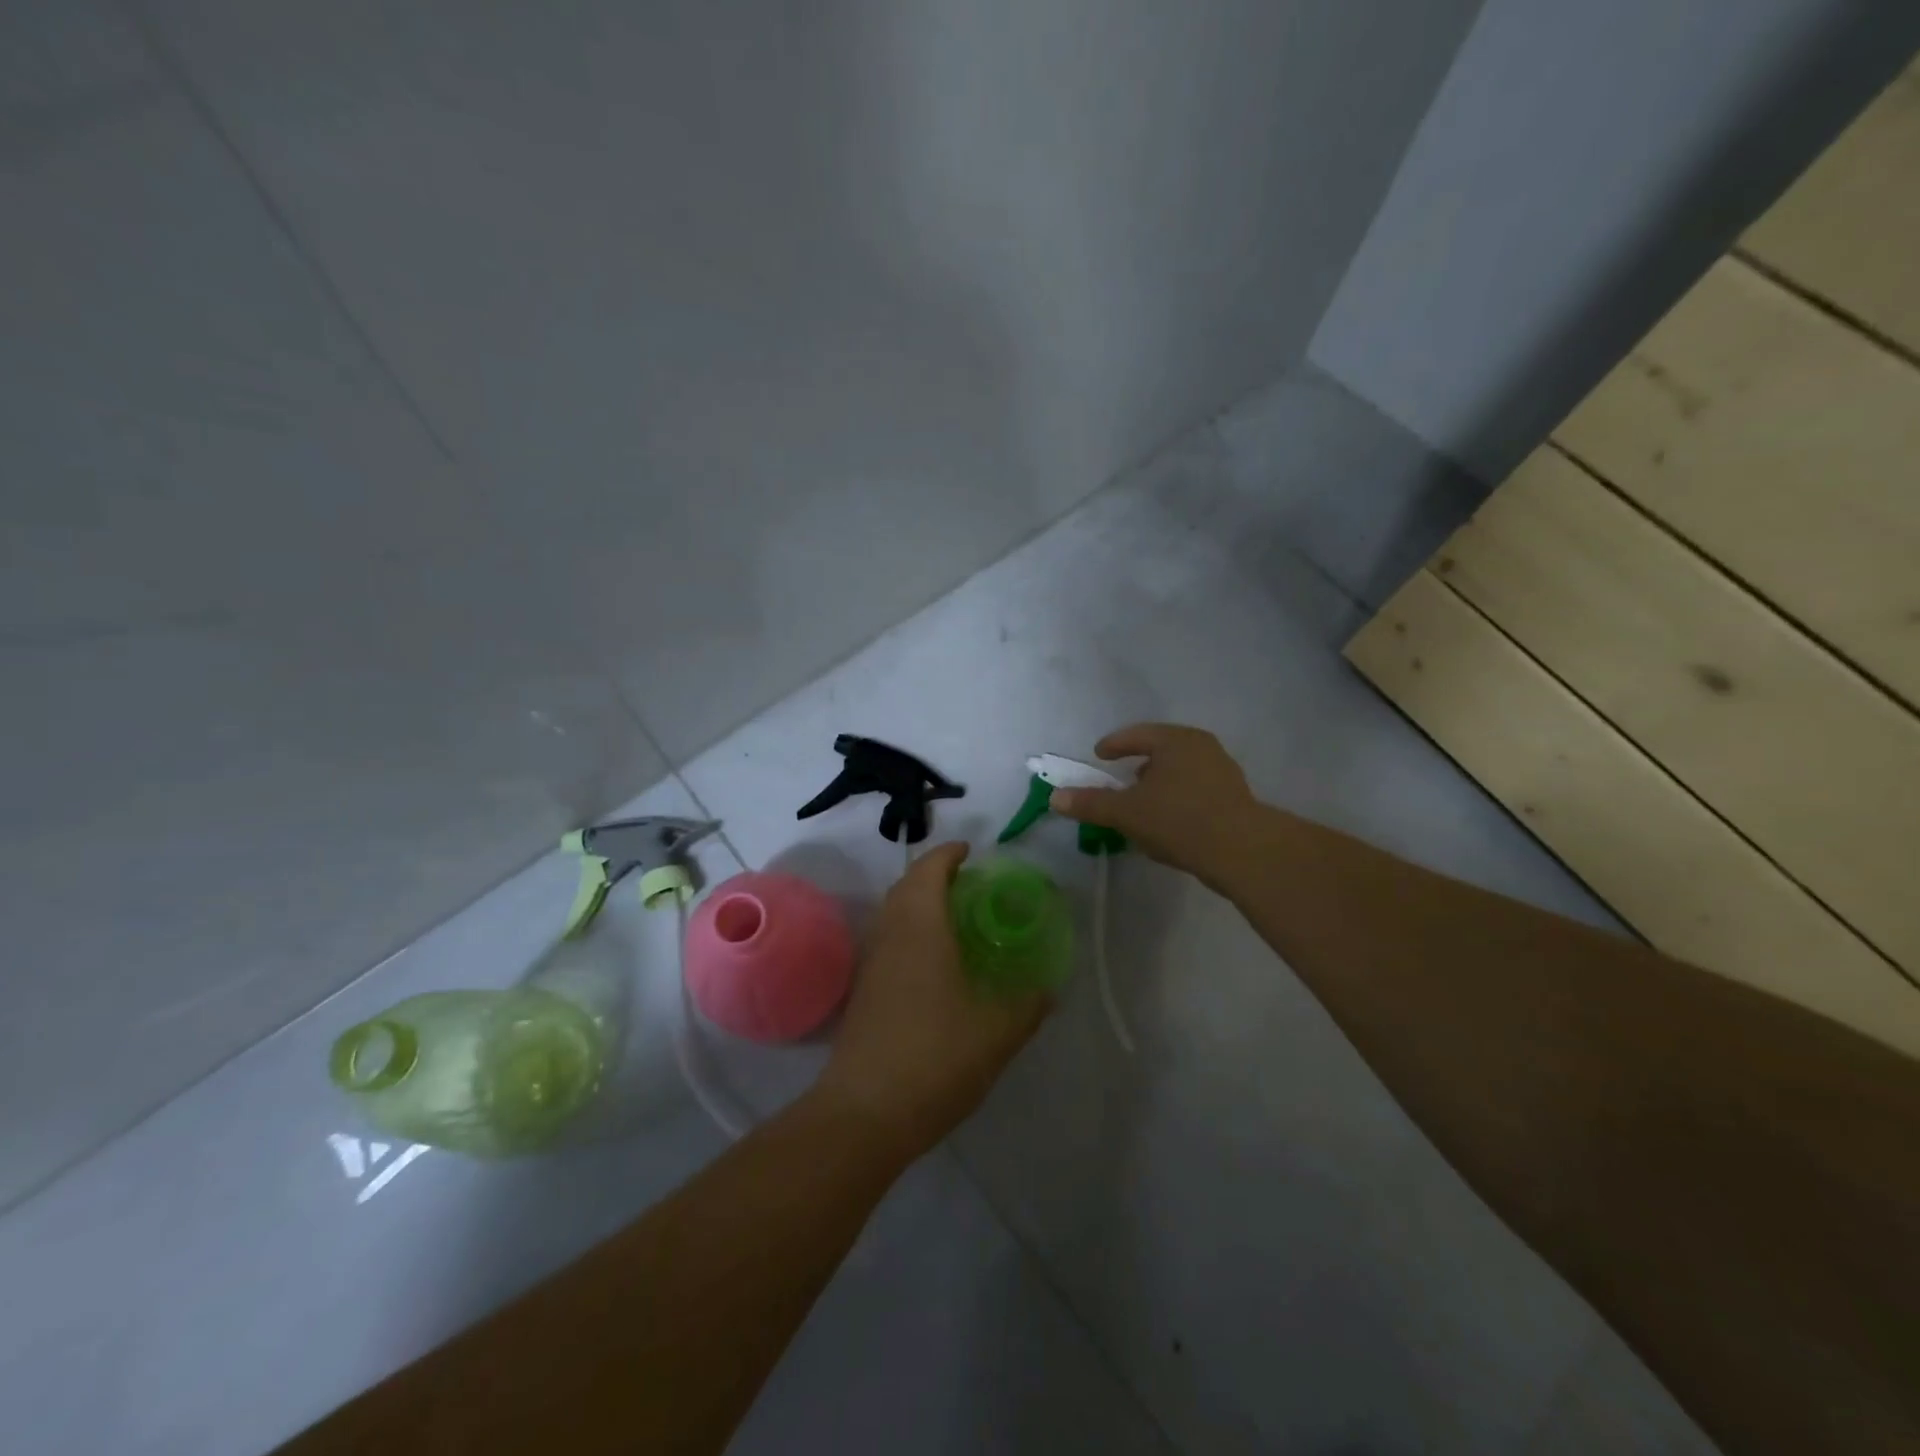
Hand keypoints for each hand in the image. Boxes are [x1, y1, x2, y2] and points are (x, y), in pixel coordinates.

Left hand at [816, 843, 1048, 1160]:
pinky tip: (931, 963)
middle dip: (933, 874)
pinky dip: (908, 931)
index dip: (948, 854)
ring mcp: (871, 963)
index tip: (971, 851)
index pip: (929, 869)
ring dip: (917, 902)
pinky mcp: (862, 991)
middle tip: (969, 884)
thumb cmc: (935, 1058)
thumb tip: (1049, 989)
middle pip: (906, 885)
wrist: (865, 1113)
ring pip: (892, 913)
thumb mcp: (996, 1034)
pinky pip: (886, 940)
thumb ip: (1027, 1006)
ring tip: (953, 918)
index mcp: (921, 928)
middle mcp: (890, 934)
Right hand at [1047, 723, 1263, 887]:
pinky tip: (1169, 824)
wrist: (1242, 852)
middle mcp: (1203, 747)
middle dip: (1139, 764)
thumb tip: (1056, 797)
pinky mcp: (1235, 798)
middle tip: (1121, 780)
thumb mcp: (1126, 812)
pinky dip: (1177, 800)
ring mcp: (1223, 772)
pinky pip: (1196, 791)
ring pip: (1181, 772)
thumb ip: (1091, 803)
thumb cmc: (1178, 820)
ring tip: (1144, 805)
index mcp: (1176, 740)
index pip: (1137, 735)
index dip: (1114, 745)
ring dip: (1159, 785)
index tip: (1099, 755)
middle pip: (1162, 750)